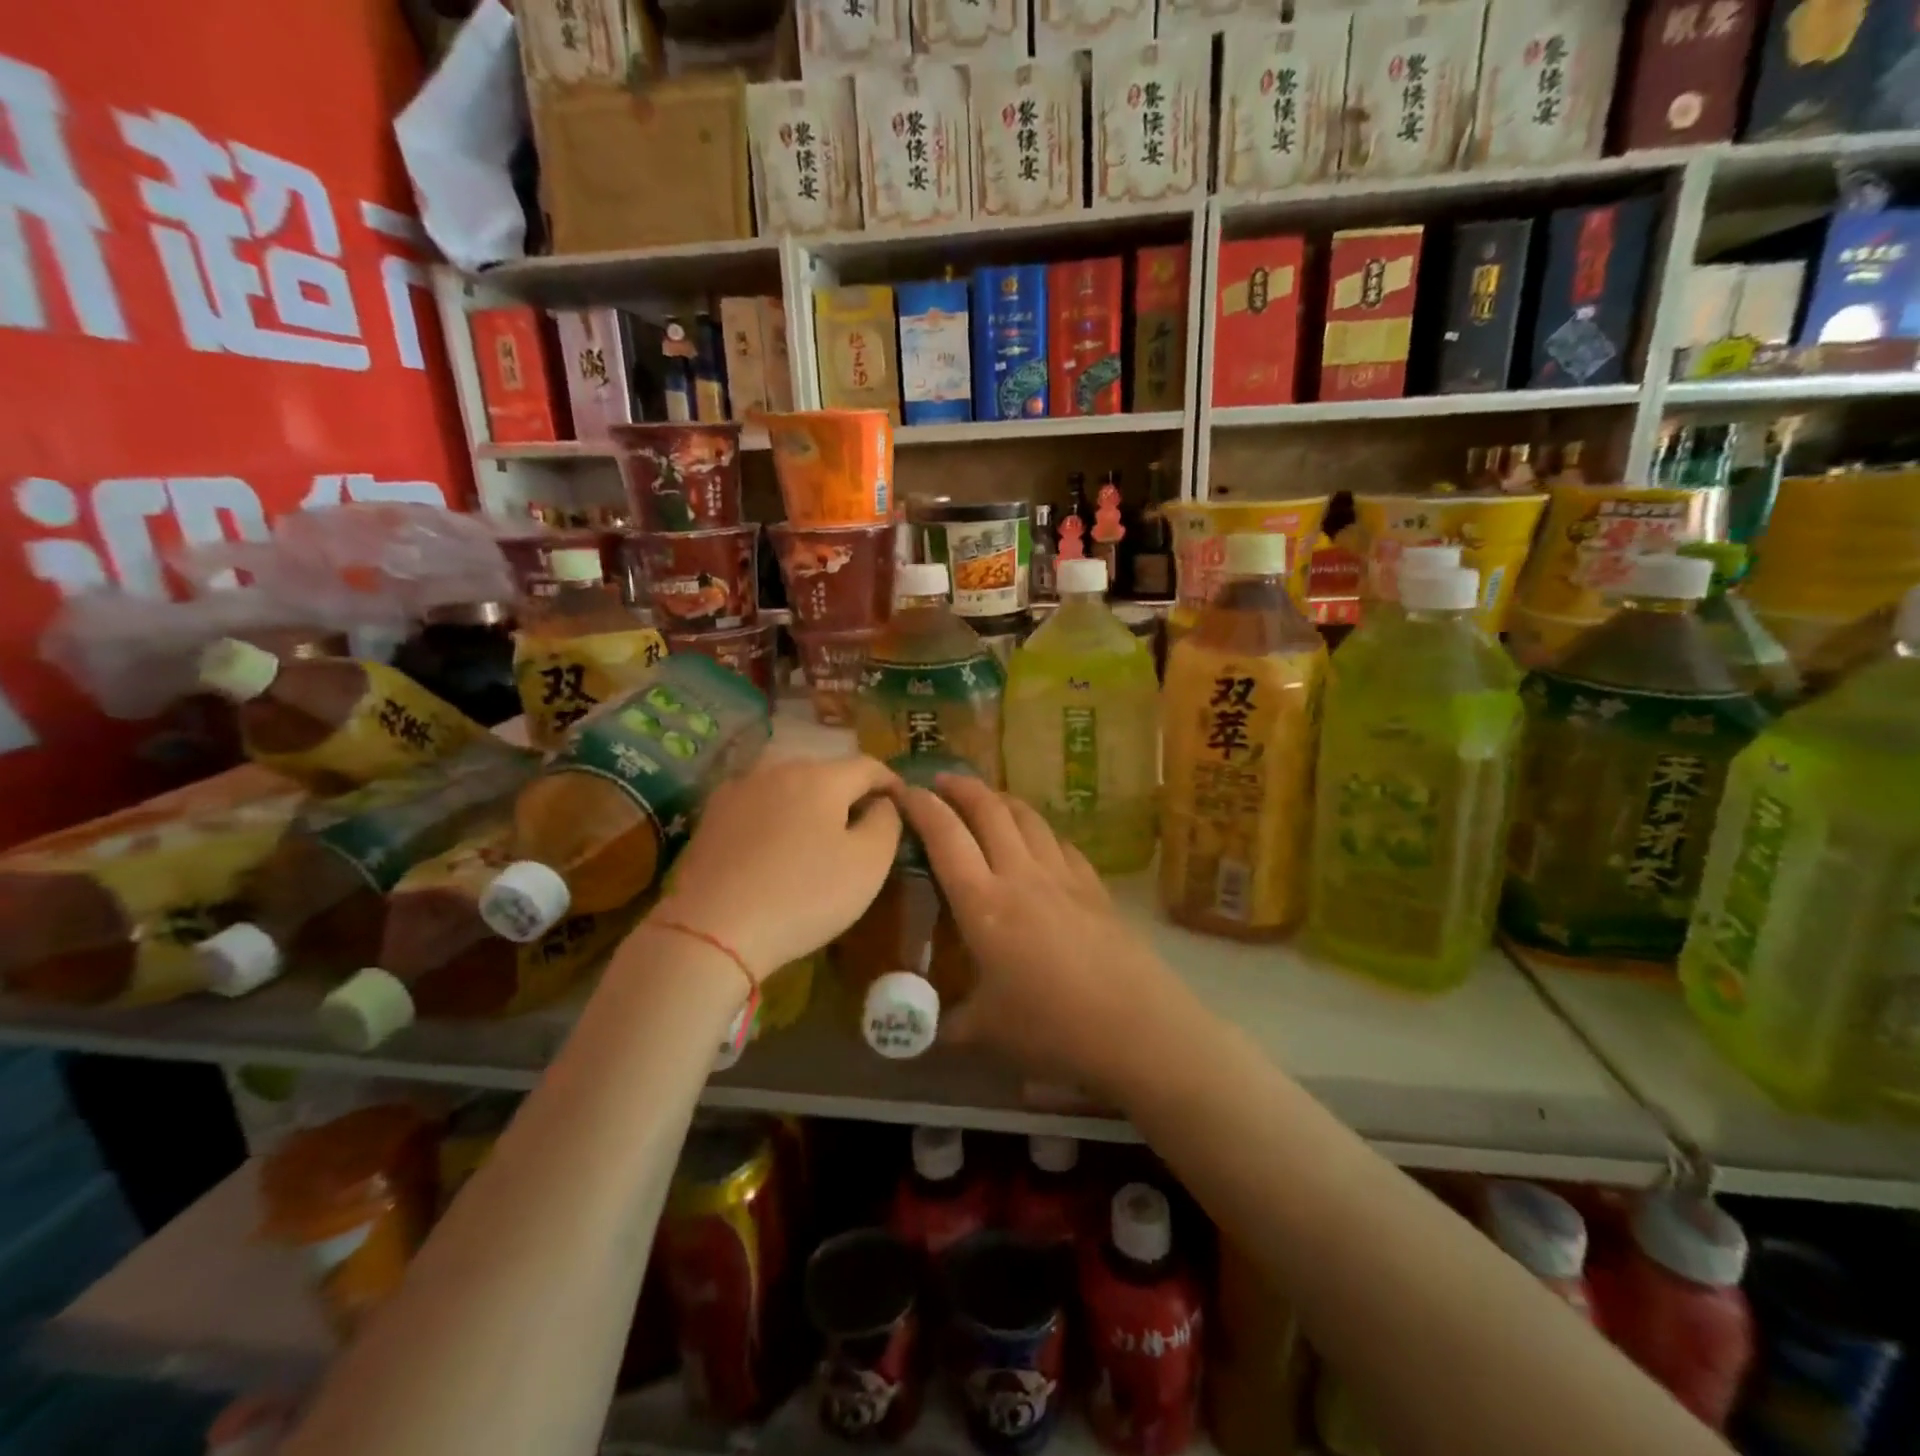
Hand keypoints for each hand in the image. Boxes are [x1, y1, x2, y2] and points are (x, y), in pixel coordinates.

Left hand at [654, 755, 901, 980]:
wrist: (712, 930)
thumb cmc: (803, 895)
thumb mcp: (868, 864)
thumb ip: (887, 823)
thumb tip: (882, 804)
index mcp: (821, 776)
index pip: (868, 765)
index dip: (891, 782)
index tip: (904, 804)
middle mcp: (777, 770)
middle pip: (826, 773)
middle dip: (849, 793)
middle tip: (863, 825)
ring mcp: (738, 790)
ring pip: (788, 787)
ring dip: (810, 805)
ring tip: (818, 836)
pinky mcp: (710, 817)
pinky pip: (758, 807)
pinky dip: (776, 819)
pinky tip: (776, 848)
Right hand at [898, 775, 1172, 1091]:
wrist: (1134, 1026)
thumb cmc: (1050, 1027)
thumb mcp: (986, 1032)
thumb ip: (947, 1024)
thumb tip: (918, 1032)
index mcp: (983, 903)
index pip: (945, 837)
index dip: (922, 807)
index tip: (904, 790)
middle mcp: (1020, 875)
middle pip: (989, 811)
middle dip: (961, 787)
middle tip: (942, 781)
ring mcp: (1062, 876)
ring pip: (1028, 818)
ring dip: (1002, 800)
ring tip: (988, 800)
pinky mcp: (1094, 886)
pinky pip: (1062, 843)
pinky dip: (1041, 831)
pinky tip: (1040, 840)